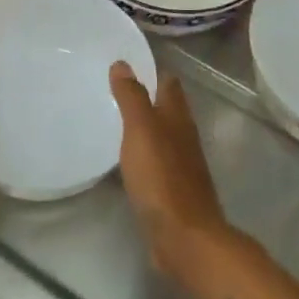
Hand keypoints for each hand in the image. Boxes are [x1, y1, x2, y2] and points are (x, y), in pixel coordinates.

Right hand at [110, 62, 231, 281]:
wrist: (184, 237)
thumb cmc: (161, 179)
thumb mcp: (141, 132)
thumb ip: (132, 98)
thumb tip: (123, 64)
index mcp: (178, 119)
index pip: (169, 84)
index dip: (153, 71)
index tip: (129, 61)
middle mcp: (183, 138)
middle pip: (168, 110)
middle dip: (148, 97)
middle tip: (114, 88)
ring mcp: (180, 167)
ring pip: (163, 137)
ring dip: (145, 127)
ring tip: (116, 120)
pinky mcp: (172, 192)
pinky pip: (156, 164)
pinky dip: (143, 155)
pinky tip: (127, 160)